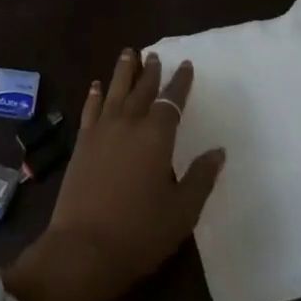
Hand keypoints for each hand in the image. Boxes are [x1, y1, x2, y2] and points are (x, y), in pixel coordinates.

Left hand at [4, 49, 224, 300]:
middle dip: (150, 71)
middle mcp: (128, 123)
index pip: (171, 101)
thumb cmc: (140, 232)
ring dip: (123, 71)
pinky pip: (90, 109)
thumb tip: (218, 151)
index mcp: (156, 136)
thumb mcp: (182, 211)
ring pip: (114, 91)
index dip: (180, 82)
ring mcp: (102, 131)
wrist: (85, 248)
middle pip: (141, 90)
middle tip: (154, 55)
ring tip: (128, 53)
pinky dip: (94, 95)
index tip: (186, 64)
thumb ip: (201, 178)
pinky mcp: (82, 143)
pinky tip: (96, 86)